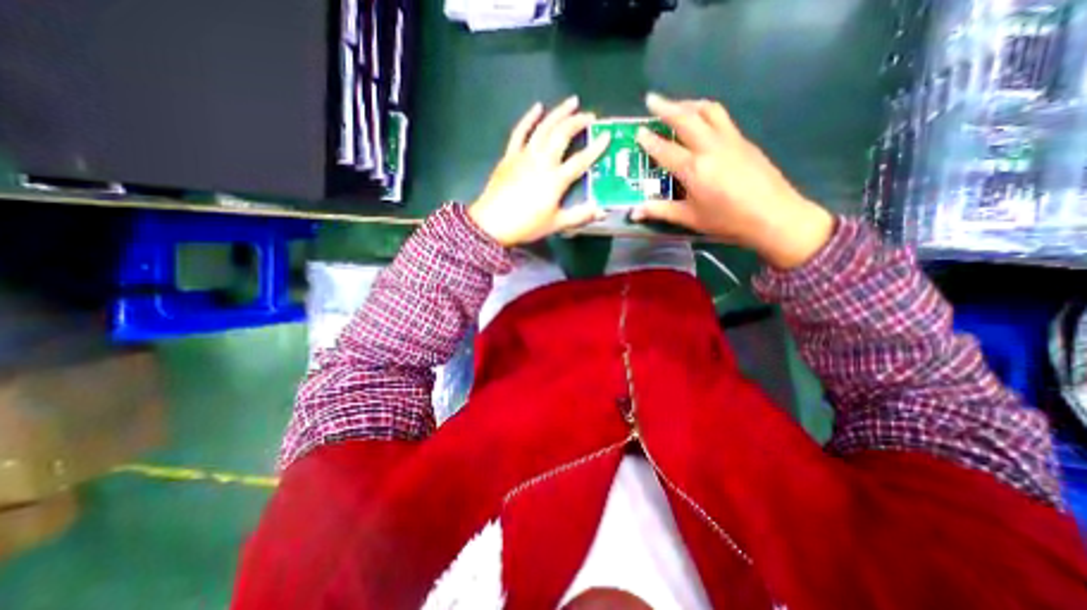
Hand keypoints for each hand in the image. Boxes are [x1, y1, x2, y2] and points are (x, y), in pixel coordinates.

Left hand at [468, 96, 608, 244]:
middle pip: (562, 135)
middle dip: (578, 122)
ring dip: (559, 113)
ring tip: (571, 102)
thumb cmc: (526, 225)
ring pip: (544, 127)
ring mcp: (525, 155)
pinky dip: (529, 118)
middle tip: (590, 116)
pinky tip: (537, 107)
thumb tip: (601, 211)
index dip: (596, 147)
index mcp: (556, 179)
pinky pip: (520, 131)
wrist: (493, 223)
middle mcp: (542, 161)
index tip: (607, 135)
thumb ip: (580, 215)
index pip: (581, 160)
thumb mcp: (556, 224)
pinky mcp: (510, 155)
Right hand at [634, 92, 834, 268]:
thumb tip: (634, 213)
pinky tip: (702, 119)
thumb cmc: (727, 220)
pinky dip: (706, 112)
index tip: (637, 131)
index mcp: (694, 169)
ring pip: (708, 110)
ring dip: (689, 103)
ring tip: (677, 104)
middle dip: (666, 106)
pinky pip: (722, 118)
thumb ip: (661, 211)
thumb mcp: (690, 219)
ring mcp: (730, 140)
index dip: (649, 140)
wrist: (773, 215)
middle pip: (686, 118)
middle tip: (652, 99)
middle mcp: (710, 147)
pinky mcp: (744, 141)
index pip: (665, 149)